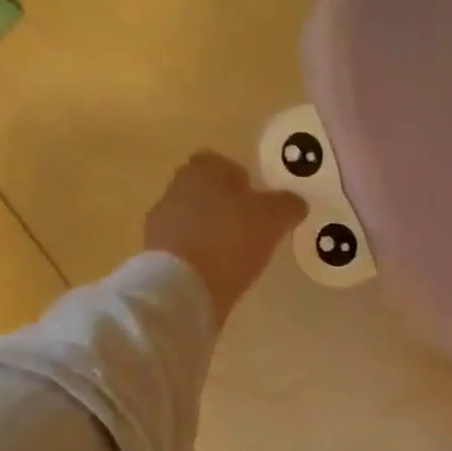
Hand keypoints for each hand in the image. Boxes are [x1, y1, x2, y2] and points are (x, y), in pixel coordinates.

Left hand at [143, 151, 305, 322]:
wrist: (183, 287)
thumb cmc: (231, 240)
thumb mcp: (273, 219)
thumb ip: (287, 205)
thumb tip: (295, 202)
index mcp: (203, 171)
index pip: (221, 163)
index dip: (241, 179)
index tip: (257, 202)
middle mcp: (177, 189)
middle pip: (205, 191)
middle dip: (225, 205)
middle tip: (250, 228)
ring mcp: (161, 222)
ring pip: (193, 219)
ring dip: (212, 231)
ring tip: (235, 255)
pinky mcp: (156, 254)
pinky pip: (184, 247)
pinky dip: (200, 255)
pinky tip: (217, 273)